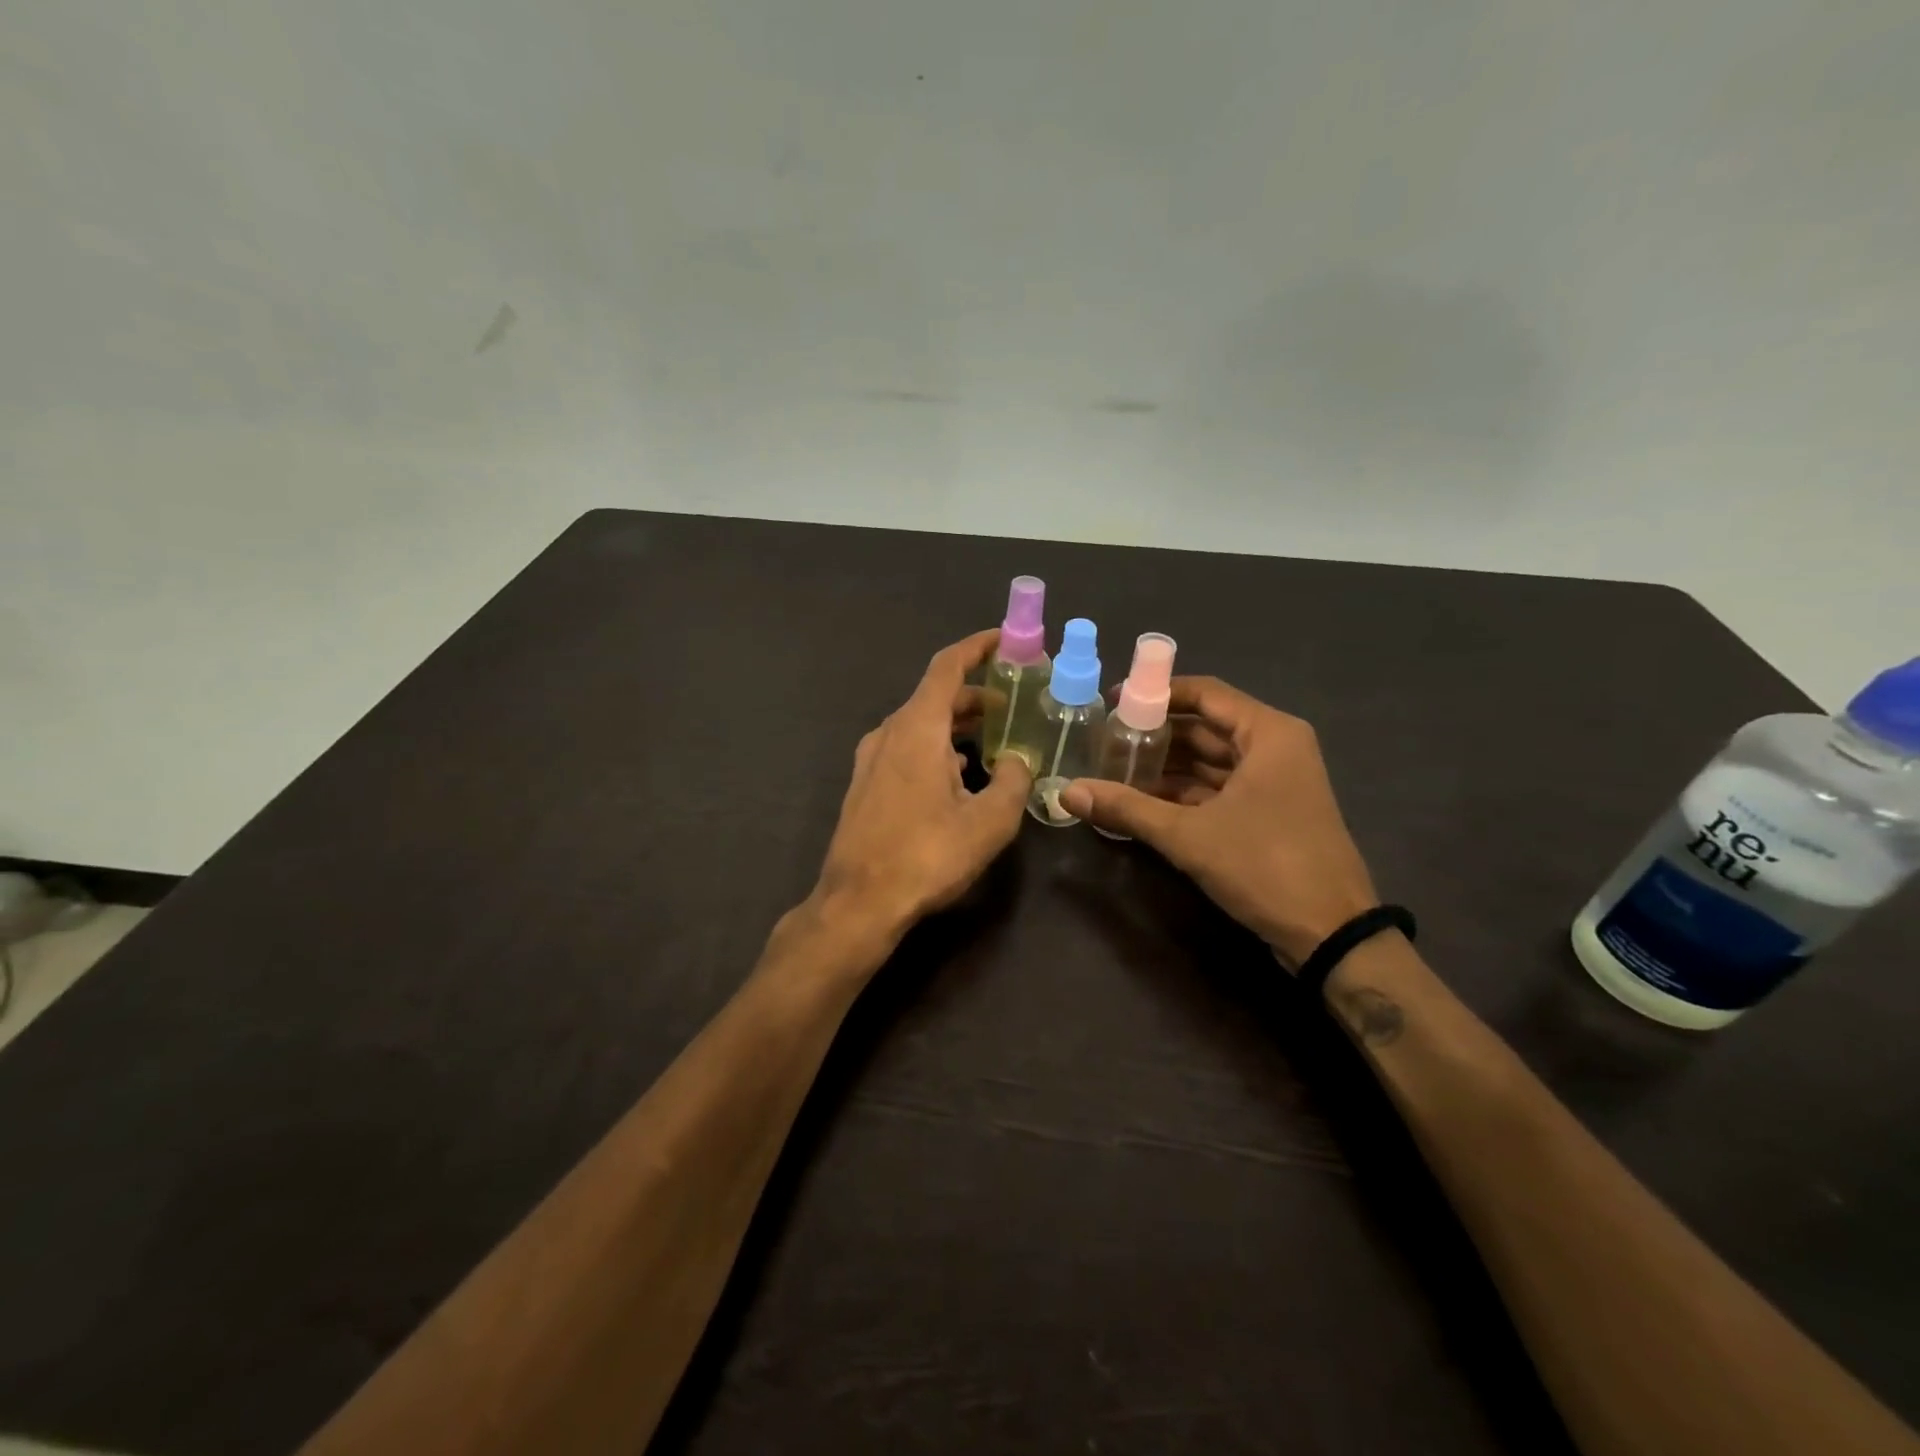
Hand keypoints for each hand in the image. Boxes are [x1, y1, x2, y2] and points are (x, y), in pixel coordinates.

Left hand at [813, 630, 1032, 939]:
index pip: (947, 667)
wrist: (858, 902)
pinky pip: (907, 749)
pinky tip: (960, 776)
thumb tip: (1018, 761)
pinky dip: (937, 747)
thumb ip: (1013, 781)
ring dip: (958, 725)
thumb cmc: (927, 855)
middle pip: (935, 697)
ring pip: (921, 725)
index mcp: (917, 728)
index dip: (977, 647)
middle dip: (977, 695)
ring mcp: (871, 759)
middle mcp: (889, 732)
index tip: (1005, 640)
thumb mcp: (989, 821)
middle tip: (1015, 705)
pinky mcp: (865, 784)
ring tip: (996, 741)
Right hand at [1059, 677, 1377, 966]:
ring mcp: (1275, 782)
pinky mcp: (1270, 813)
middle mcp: (1275, 748)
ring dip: (1167, 767)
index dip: (1157, 694)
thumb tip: (1066, 792)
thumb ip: (1127, 808)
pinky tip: (1143, 801)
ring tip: (1115, 769)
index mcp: (1268, 734)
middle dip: (1156, 735)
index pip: (1205, 694)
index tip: (1113, 703)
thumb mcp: (1188, 835)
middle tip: (1106, 741)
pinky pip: (1220, 788)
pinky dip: (1185, 793)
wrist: (1331, 935)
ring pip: (1211, 761)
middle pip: (1206, 727)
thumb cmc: (1265, 866)